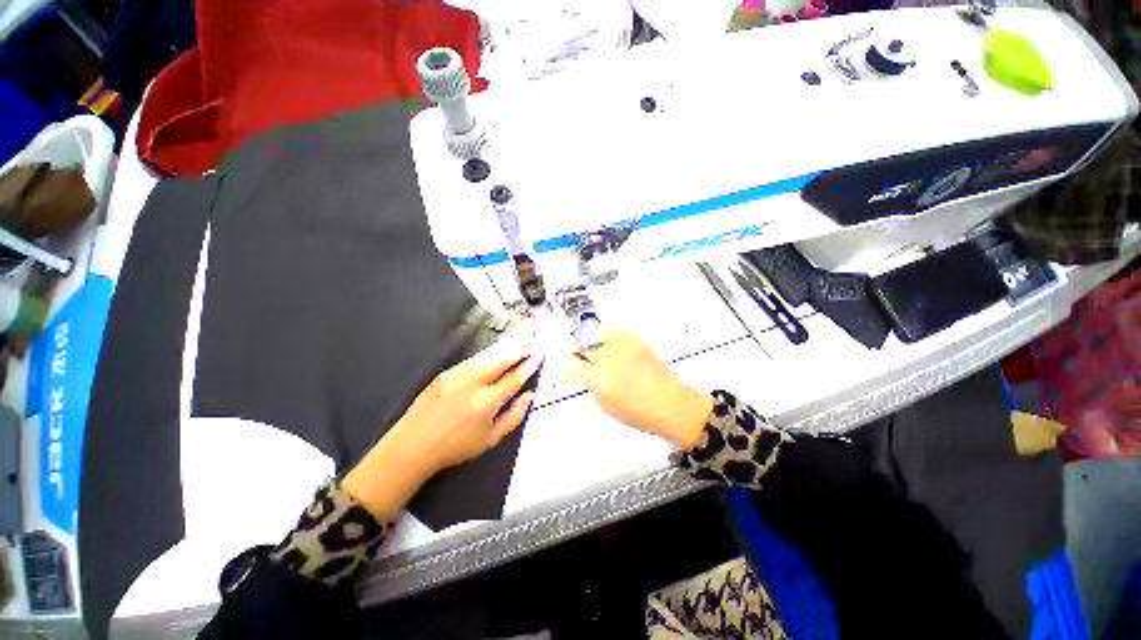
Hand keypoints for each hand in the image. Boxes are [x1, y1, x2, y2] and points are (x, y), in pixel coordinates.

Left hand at [343, 335, 541, 519]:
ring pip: (487, 356)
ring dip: (505, 349)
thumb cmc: (455, 448)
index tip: (539, 356)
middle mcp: (472, 383)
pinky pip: (473, 360)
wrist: (411, 446)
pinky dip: (488, 355)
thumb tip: (529, 396)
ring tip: (518, 345)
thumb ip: (514, 416)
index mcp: (486, 402)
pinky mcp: (445, 373)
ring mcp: (457, 375)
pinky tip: (495, 355)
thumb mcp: (490, 440)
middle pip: (501, 359)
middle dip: (519, 350)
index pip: (514, 378)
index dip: (529, 366)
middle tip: (532, 344)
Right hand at [566, 330, 711, 449]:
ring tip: (592, 348)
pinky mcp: (636, 340)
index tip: (565, 366)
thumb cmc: (639, 413)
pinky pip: (614, 332)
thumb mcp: (607, 406)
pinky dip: (607, 337)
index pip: (574, 365)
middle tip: (577, 354)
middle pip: (583, 345)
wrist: (672, 404)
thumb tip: (584, 375)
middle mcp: (609, 358)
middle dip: (577, 350)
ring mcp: (623, 346)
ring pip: (597, 335)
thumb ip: (591, 388)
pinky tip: (609, 344)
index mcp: (599, 379)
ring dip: (590, 342)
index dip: (567, 365)